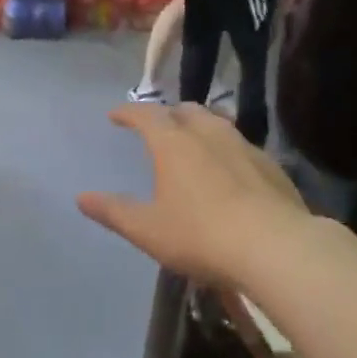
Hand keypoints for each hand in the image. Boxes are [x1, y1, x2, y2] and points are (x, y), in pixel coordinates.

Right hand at [79, 104, 308, 287]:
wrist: (274, 246)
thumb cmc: (200, 235)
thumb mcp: (147, 230)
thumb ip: (114, 211)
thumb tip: (82, 198)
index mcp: (174, 144)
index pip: (147, 115)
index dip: (129, 112)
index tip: (115, 115)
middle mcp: (210, 135)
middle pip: (186, 111)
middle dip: (167, 114)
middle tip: (157, 126)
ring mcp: (245, 147)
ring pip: (218, 123)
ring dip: (199, 126)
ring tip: (192, 141)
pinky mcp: (271, 167)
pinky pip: (241, 146)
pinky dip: (225, 149)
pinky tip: (228, 170)